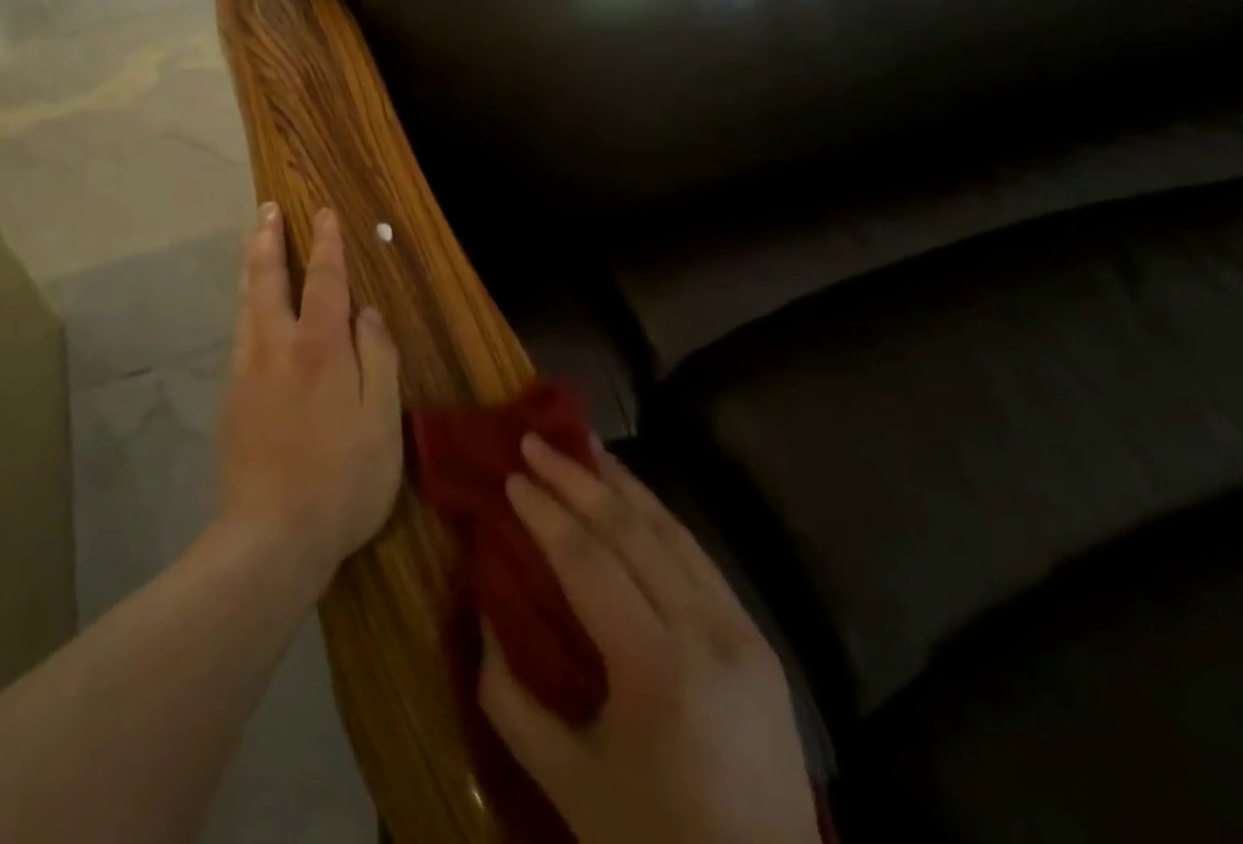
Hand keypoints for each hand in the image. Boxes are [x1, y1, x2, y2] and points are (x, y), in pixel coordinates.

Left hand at [217, 203, 402, 587]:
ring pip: (245, 303)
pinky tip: (250, 308)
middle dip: (268, 239)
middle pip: (267, 279)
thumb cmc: (343, 481)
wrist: (271, 536)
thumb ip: (378, 359)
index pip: (324, 280)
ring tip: (252, 240)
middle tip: (267, 209)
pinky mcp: (232, 396)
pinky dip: (246, 304)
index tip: (323, 213)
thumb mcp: (382, 422)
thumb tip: (368, 312)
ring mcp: (247, 370)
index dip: (326, 244)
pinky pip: (240, 333)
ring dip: (250, 265)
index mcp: (319, 349)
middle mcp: (276, 347)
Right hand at [479, 436, 820, 843]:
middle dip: (576, 478)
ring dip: (621, 483)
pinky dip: (657, 515)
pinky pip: (698, 557)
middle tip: (534, 439)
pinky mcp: (760, 639)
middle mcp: (708, 636)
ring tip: (581, 444)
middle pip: (632, 532)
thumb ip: (508, 697)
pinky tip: (631, 495)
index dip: (545, 513)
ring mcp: (743, 633)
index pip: (590, 563)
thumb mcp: (566, 784)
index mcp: (658, 672)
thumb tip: (483, 611)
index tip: (510, 475)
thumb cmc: (656, 843)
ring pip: (672, 532)